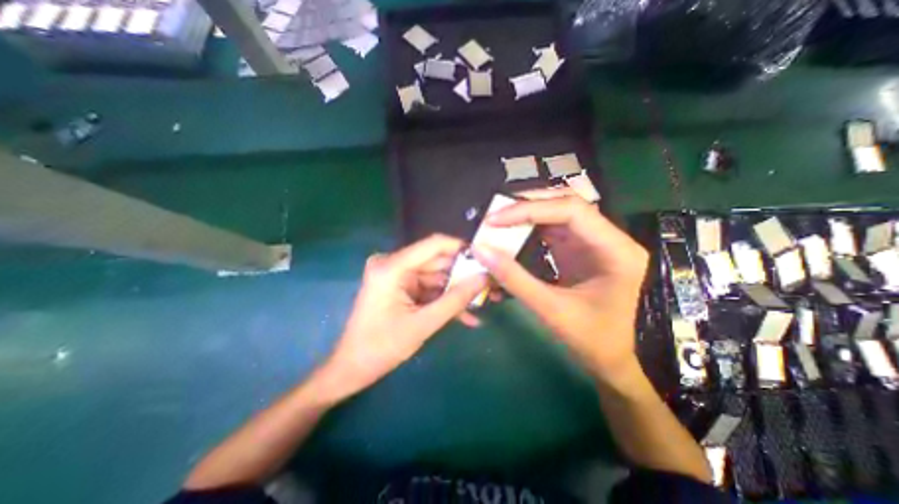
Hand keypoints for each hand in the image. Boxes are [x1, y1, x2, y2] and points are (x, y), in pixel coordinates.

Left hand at [314, 234, 487, 402]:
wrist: (352, 368)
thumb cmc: (382, 347)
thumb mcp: (423, 324)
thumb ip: (455, 300)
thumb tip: (484, 278)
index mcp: (392, 267)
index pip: (434, 245)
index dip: (460, 248)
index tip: (485, 259)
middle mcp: (393, 264)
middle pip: (436, 262)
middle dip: (462, 275)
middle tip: (488, 285)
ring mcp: (395, 275)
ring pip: (435, 277)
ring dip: (455, 291)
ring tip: (481, 303)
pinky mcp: (399, 287)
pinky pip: (427, 288)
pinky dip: (443, 300)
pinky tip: (465, 316)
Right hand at [471, 191, 646, 383]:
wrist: (616, 363)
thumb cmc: (596, 342)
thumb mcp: (552, 311)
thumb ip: (515, 279)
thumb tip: (481, 250)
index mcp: (614, 250)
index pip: (571, 210)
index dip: (530, 209)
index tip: (495, 219)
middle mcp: (605, 239)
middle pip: (563, 207)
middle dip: (526, 207)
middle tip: (493, 216)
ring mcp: (590, 244)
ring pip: (555, 217)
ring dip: (525, 218)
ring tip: (497, 223)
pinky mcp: (577, 253)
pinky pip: (550, 233)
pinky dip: (527, 233)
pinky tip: (510, 238)